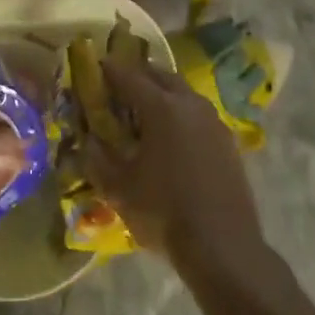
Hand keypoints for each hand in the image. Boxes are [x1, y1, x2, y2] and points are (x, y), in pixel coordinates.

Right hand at [86, 55, 266, 272]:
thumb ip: (98, 159)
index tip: (97, 67)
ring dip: (162, 93)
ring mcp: (212, 119)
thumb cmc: (164, 213)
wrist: (223, 246)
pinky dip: (180, 113)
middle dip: (138, 76)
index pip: (129, 76)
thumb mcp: (120, 189)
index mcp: (161, 106)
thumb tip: (87, 140)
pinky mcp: (226, 139)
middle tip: (120, 87)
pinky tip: (172, 136)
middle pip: (160, 76)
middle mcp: (189, 103)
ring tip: (145, 111)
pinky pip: (197, 113)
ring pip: (182, 92)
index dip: (110, 70)